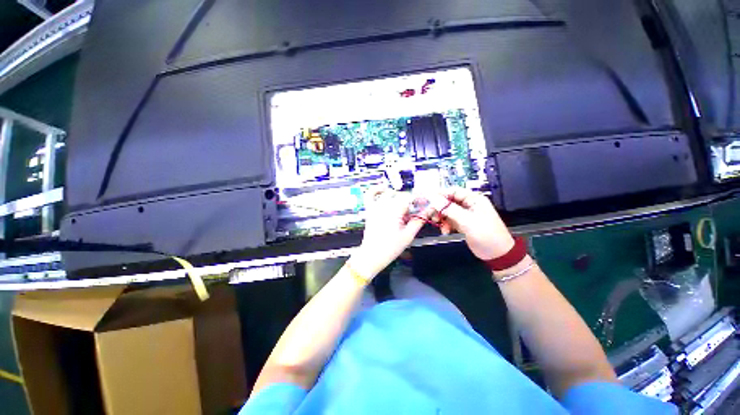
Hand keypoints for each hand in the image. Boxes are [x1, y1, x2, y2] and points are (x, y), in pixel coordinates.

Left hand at [350, 189, 432, 277]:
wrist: (372, 255)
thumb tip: (429, 210)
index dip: (418, 200)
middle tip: (412, 215)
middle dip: (408, 203)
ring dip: (397, 198)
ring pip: (388, 194)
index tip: (424, 205)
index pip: (409, 197)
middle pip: (400, 196)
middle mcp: (384, 206)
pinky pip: (370, 195)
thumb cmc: (390, 248)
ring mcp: (375, 207)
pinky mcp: (369, 210)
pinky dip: (376, 190)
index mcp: (394, 211)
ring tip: (401, 210)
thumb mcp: (408, 235)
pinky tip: (384, 190)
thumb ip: (419, 221)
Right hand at [434, 188, 513, 260]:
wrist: (497, 254)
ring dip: (441, 217)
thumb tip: (433, 198)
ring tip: (438, 224)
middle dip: (439, 208)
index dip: (440, 194)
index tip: (428, 200)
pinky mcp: (462, 223)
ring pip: (447, 211)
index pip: (453, 191)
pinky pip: (449, 220)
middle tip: (430, 215)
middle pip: (448, 201)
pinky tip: (445, 231)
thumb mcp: (467, 221)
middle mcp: (469, 204)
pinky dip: (445, 224)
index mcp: (474, 199)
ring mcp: (465, 214)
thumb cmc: (486, 234)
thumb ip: (449, 209)